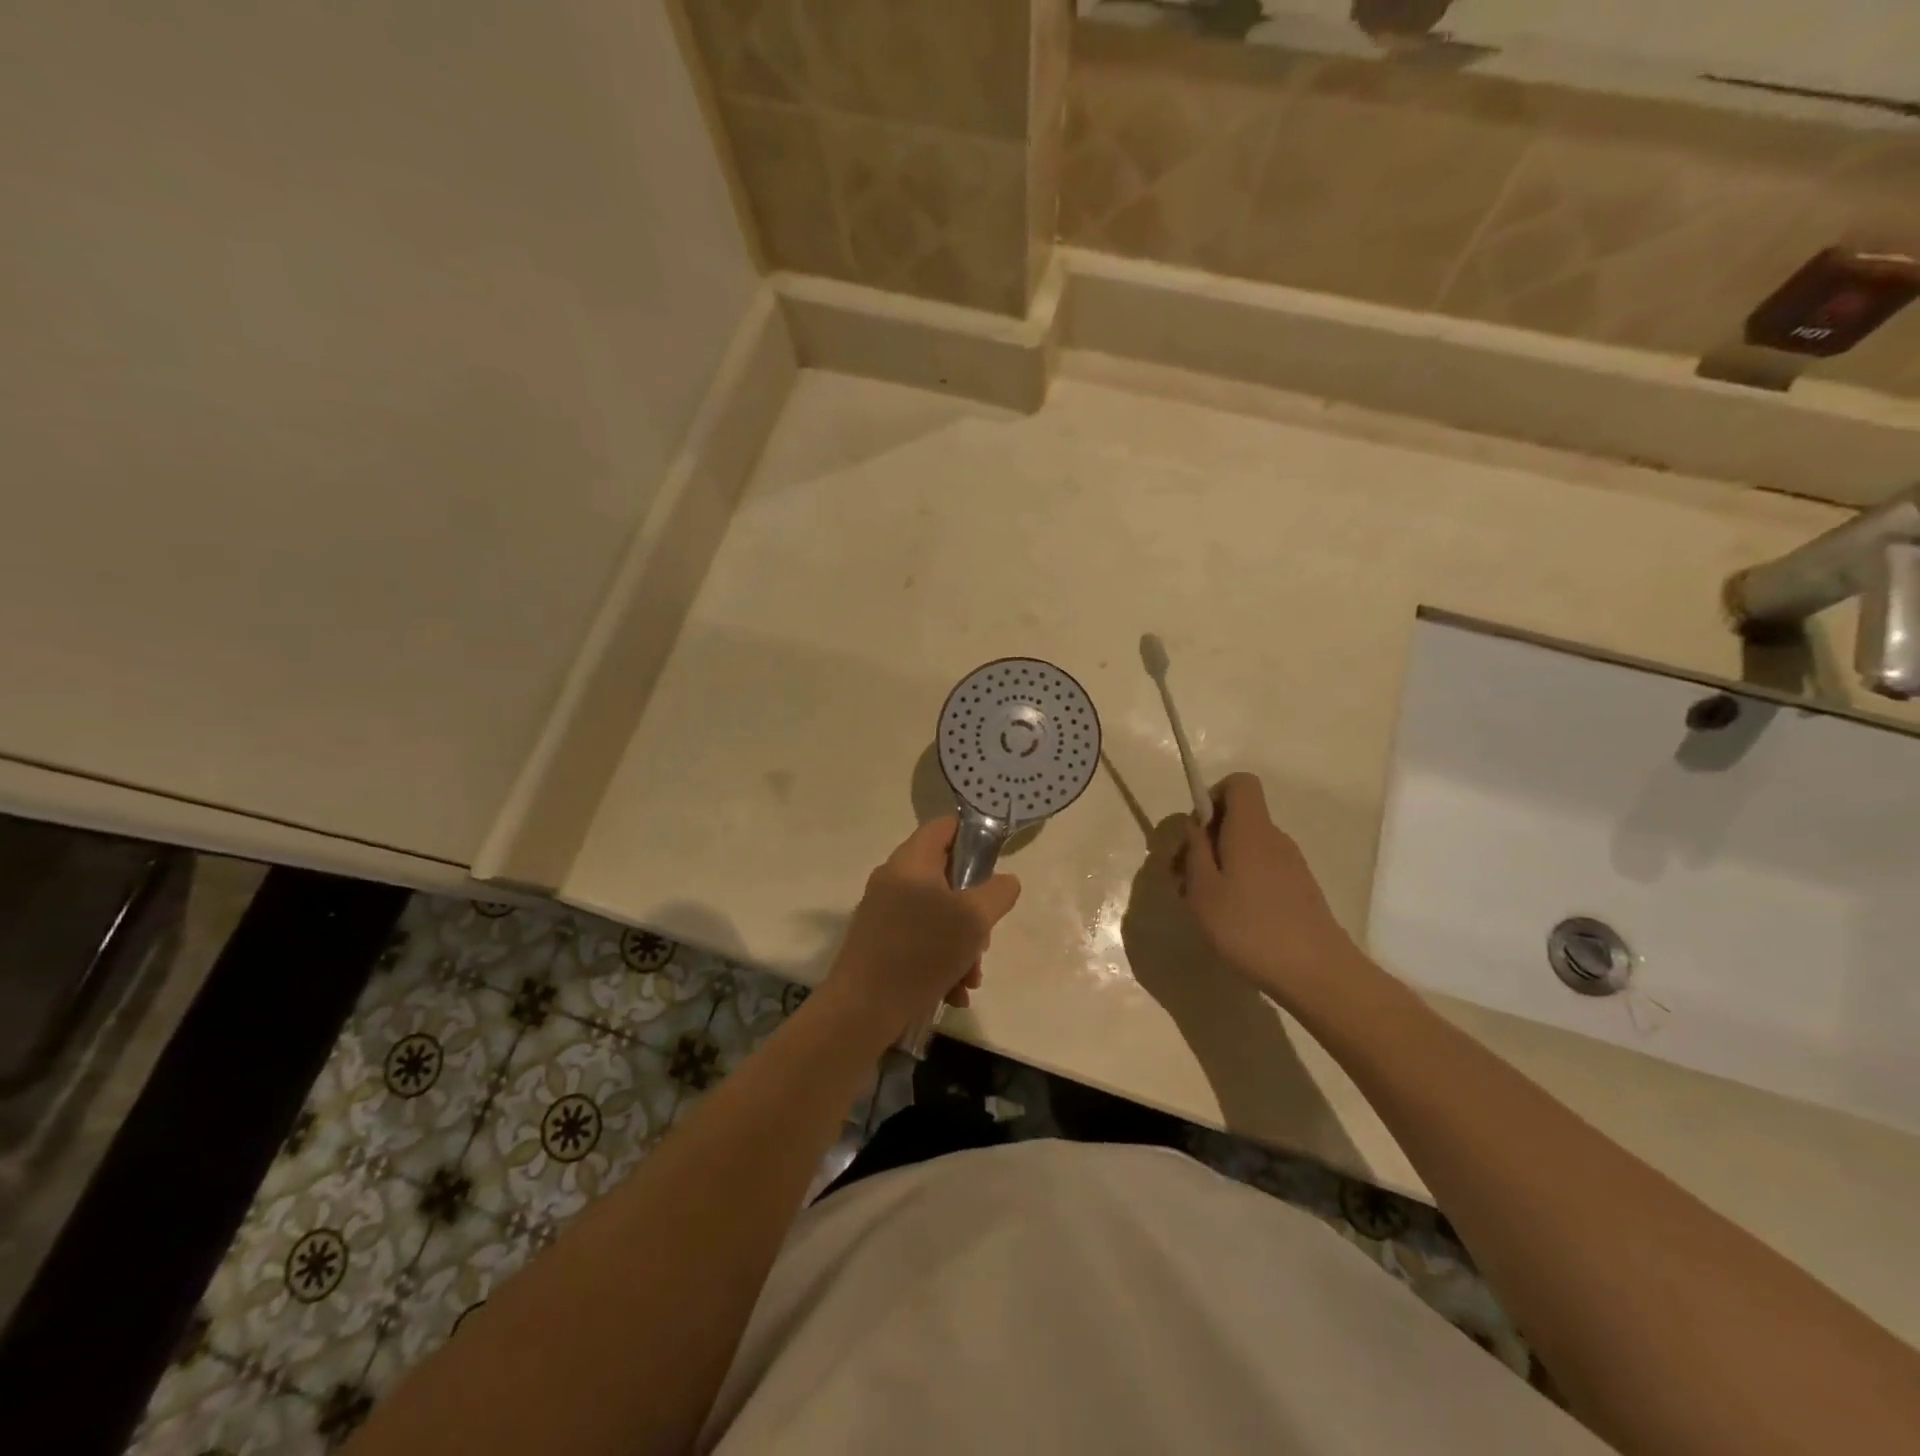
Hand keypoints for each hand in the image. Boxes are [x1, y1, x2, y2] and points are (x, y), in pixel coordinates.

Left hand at [823, 816, 1021, 1041]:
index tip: (995, 865)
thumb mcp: (973, 920)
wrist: (861, 1010)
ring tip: (969, 979)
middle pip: (946, 877)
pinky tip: (952, 993)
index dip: (974, 836)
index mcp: (911, 861)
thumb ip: (997, 893)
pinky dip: (941, 962)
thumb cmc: (921, 952)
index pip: (945, 826)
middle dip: (974, 911)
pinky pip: (921, 941)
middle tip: (983, 939)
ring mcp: (884, 912)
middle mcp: (894, 879)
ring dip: (962, 945)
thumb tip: (1005, 881)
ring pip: (937, 915)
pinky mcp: (880, 942)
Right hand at [1172, 773, 1359, 1004]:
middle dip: (1204, 840)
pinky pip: (1259, 869)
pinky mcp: (1297, 889)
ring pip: (1245, 847)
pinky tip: (1227, 918)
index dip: (1212, 796)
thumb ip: (1195, 851)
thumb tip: (1196, 826)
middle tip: (1181, 878)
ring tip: (1199, 904)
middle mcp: (1274, 838)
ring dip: (1217, 865)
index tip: (1194, 832)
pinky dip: (1237, 882)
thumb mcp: (1203, 890)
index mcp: (1250, 830)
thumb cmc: (1249, 928)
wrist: (1317, 973)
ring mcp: (1290, 864)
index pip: (1239, 783)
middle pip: (1236, 818)